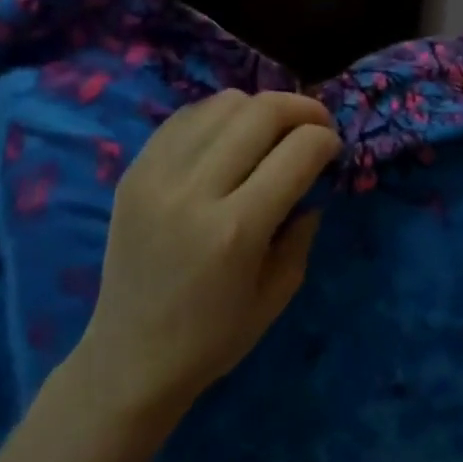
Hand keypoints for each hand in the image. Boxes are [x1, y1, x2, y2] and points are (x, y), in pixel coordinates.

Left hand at [67, 90, 339, 428]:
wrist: (129, 358)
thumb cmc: (213, 337)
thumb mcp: (279, 291)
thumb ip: (304, 230)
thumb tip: (313, 182)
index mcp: (237, 229)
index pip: (299, 150)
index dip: (327, 140)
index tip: (333, 149)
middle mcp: (195, 191)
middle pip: (262, 111)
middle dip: (302, 109)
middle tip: (315, 126)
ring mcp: (157, 176)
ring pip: (223, 103)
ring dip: (260, 108)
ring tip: (271, 131)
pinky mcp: (133, 171)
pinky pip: (186, 116)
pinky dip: (219, 116)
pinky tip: (230, 137)